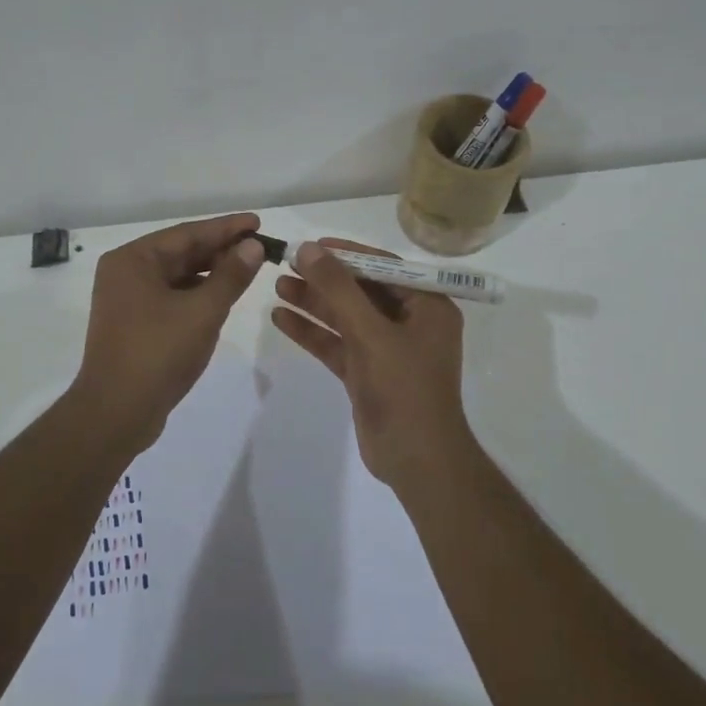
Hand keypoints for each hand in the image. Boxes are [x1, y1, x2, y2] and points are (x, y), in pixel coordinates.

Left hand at [70, 212, 266, 452]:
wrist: (116, 413)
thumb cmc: (158, 353)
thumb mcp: (203, 311)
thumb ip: (231, 276)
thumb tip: (253, 246)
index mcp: (133, 260)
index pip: (187, 234)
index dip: (226, 228)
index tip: (257, 222)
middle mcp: (125, 273)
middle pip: (181, 252)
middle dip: (221, 250)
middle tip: (260, 246)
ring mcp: (127, 300)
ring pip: (177, 276)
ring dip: (211, 272)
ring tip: (248, 269)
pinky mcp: (135, 324)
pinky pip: (171, 297)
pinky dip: (197, 294)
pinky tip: (222, 297)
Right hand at [271, 239, 471, 488]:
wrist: (417, 460)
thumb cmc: (405, 388)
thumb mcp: (371, 333)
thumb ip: (339, 290)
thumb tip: (308, 249)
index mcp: (428, 306)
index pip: (384, 267)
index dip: (348, 254)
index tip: (312, 245)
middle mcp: (410, 323)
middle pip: (362, 291)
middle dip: (325, 279)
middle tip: (287, 264)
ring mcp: (388, 350)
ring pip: (346, 318)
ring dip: (314, 303)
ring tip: (277, 286)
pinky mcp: (368, 374)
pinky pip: (338, 344)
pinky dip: (313, 333)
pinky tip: (282, 319)